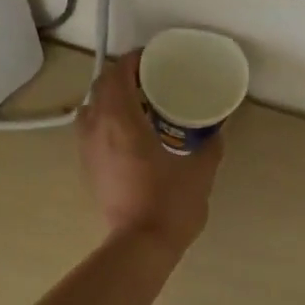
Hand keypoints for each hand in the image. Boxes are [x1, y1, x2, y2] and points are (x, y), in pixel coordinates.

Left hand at [78, 50, 222, 251]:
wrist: (140, 246)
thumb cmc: (170, 204)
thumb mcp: (200, 171)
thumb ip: (210, 147)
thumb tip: (217, 131)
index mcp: (122, 121)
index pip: (117, 75)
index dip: (132, 61)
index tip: (150, 58)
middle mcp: (97, 130)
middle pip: (99, 88)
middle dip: (120, 78)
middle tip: (148, 81)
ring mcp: (87, 151)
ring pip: (90, 110)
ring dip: (108, 100)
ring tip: (136, 106)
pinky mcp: (88, 170)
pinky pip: (90, 132)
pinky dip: (105, 122)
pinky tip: (128, 135)